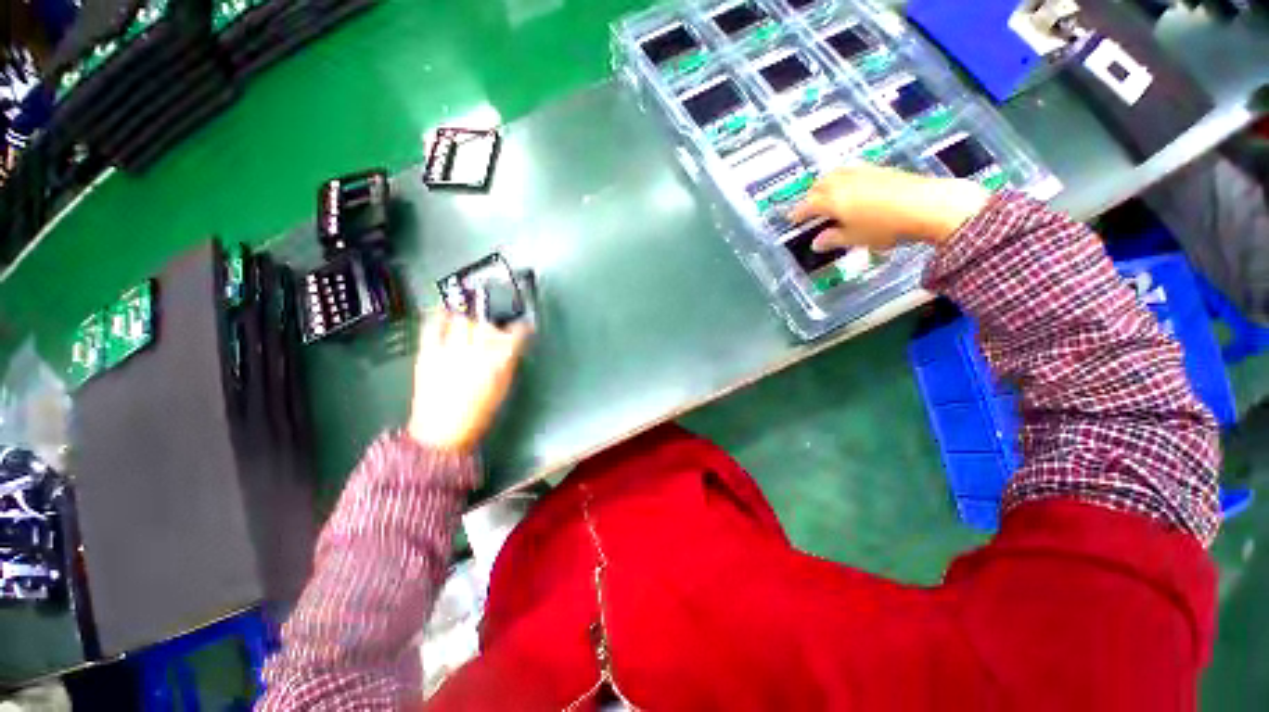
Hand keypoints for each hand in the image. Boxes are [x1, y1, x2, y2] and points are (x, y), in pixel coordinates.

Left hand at [407, 311, 529, 452]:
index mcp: (498, 362)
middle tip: (493, 325)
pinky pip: (433, 326)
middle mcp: (476, 352)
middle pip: (488, 324)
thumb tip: (511, 347)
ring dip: (469, 316)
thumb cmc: (478, 414)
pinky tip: (444, 313)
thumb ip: (507, 364)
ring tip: (470, 315)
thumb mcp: (502, 388)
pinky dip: (439, 316)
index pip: (515, 335)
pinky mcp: (428, 352)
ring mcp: (450, 350)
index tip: (523, 326)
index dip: (521, 327)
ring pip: (462, 320)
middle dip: (493, 321)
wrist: (442, 432)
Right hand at [788, 165, 990, 251]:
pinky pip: (851, 170)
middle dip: (810, 196)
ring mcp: (862, 172)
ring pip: (834, 174)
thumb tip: (816, 243)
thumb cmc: (885, 227)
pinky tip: (851, 186)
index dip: (797, 213)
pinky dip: (843, 178)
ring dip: (825, 183)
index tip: (791, 219)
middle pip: (818, 185)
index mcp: (832, 200)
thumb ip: (833, 239)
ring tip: (827, 194)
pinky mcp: (879, 169)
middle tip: (809, 208)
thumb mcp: (856, 238)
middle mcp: (842, 182)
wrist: (927, 205)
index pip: (807, 205)